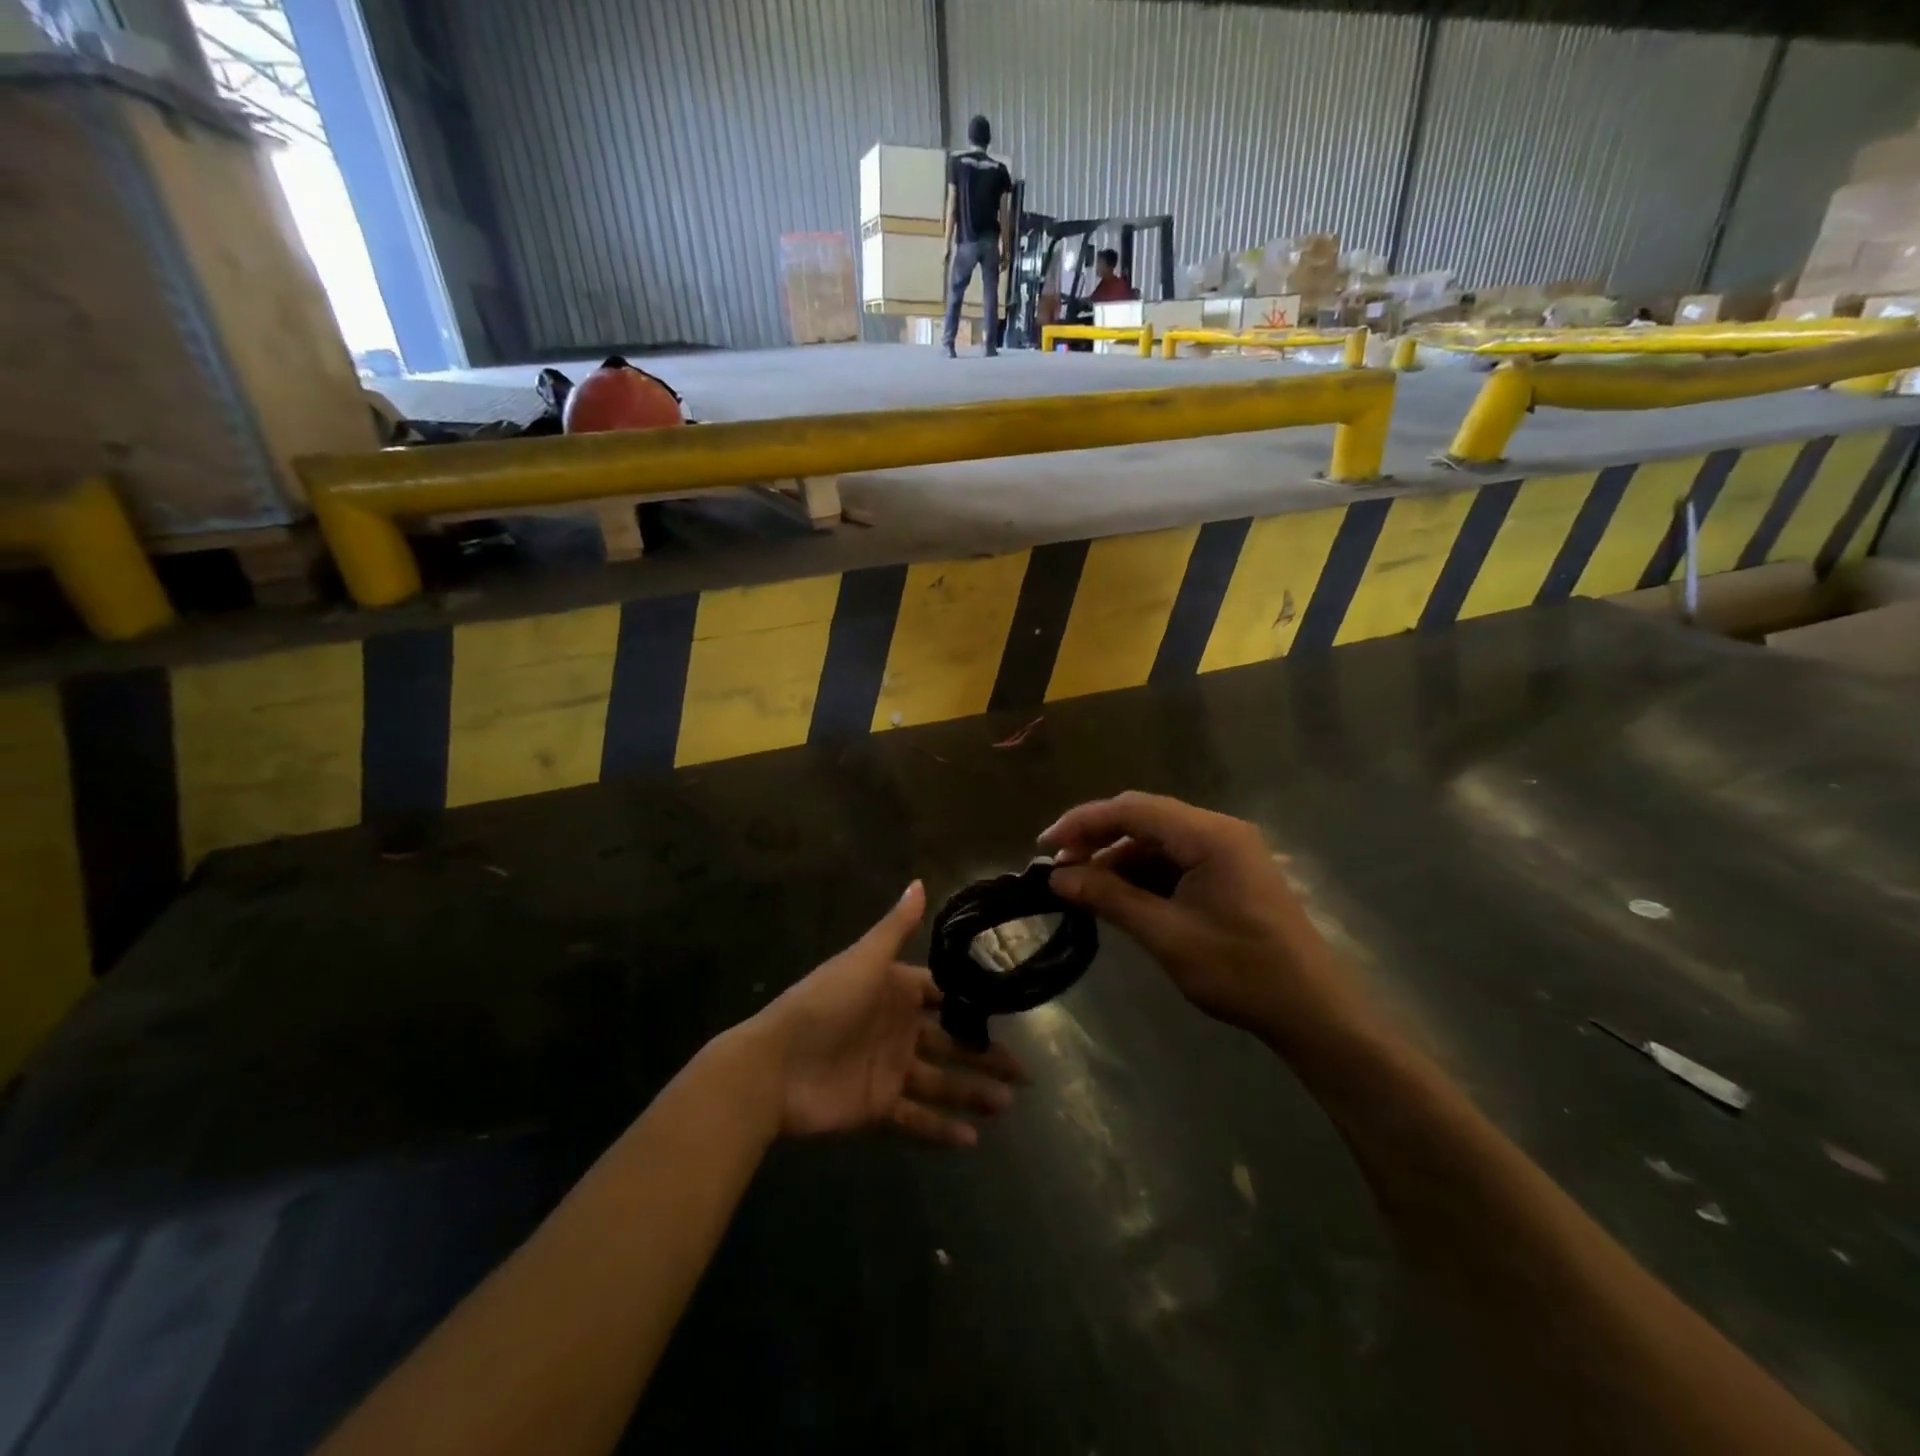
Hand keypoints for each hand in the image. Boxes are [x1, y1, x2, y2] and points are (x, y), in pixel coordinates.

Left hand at [748, 882, 1025, 1146]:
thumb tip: (919, 882)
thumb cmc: (825, 1003)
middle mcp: (898, 1030)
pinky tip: (972, 1140)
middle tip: (1024, 1074)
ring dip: (972, 1093)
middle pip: (951, 1043)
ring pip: (941, 1082)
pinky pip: (917, 1119)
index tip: (1010, 1010)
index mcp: (896, 992)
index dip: (973, 1003)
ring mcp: (890, 1070)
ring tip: (1006, 1103)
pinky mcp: (879, 1106)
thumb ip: (896, 927)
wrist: (776, 1065)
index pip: (942, 995)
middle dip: (985, 1056)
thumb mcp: (865, 959)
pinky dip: (942, 1131)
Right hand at [1040, 793, 1367, 1046]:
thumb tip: (1056, 878)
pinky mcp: (1229, 871)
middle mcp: (1218, 829)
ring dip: (1118, 857)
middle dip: (1097, 838)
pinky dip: (1142, 872)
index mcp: (1209, 834)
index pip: (1131, 809)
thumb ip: (1109, 898)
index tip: (1045, 847)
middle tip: (1059, 867)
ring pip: (1157, 838)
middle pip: (1144, 817)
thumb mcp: (1166, 935)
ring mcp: (1227, 849)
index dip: (1082, 822)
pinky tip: (1120, 896)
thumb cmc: (1242, 971)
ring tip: (1083, 886)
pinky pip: (1175, 858)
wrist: (1313, 1010)